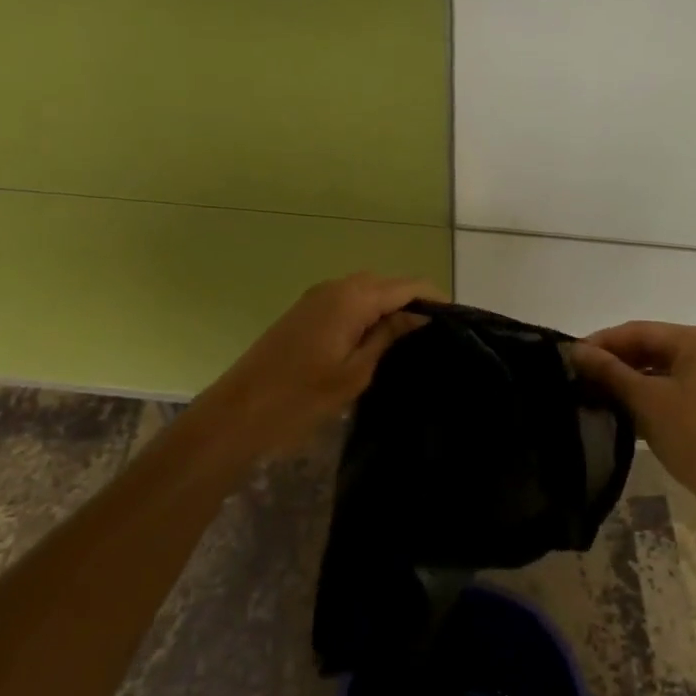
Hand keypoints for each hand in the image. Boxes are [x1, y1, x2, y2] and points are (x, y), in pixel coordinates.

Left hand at [191, 273, 441, 466]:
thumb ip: (388, 337)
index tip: (457, 320)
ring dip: (389, 306)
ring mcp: (317, 297)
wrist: (238, 412)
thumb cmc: (301, 397)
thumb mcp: (355, 372)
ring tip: (412, 337)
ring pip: (366, 290)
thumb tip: (419, 316)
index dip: (434, 298)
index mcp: (352, 298)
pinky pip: (347, 300)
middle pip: (387, 283)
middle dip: (413, 300)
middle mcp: (336, 287)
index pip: (407, 286)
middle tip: (436, 333)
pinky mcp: (305, 311)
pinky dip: (368, 311)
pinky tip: (377, 337)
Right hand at [571, 323, 695, 528]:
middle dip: (611, 364)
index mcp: (695, 341)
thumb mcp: (646, 400)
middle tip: (575, 380)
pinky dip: (640, 402)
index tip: (567, 359)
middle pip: (646, 349)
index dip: (601, 343)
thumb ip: (609, 372)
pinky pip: (664, 395)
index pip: (637, 331)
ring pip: (654, 374)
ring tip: (587, 397)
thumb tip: (575, 351)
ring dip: (623, 384)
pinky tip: (614, 415)